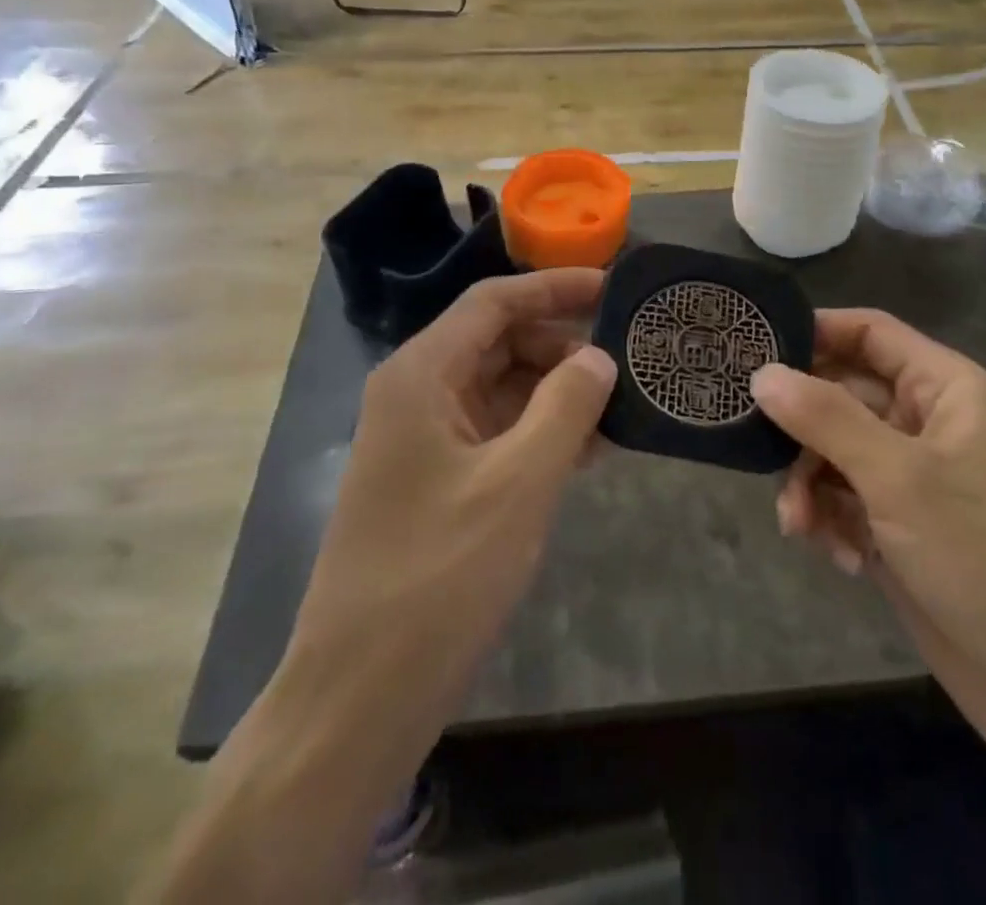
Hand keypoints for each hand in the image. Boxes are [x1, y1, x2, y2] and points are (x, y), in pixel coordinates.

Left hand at [289, 270, 616, 708]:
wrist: (359, 697)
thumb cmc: (438, 576)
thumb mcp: (518, 484)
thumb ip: (566, 407)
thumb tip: (598, 357)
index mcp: (421, 375)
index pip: (493, 302)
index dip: (553, 288)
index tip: (612, 288)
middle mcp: (417, 394)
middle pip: (498, 341)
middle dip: (561, 346)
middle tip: (626, 360)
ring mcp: (425, 440)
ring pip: (502, 389)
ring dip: (557, 393)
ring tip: (620, 405)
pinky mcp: (437, 482)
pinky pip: (498, 434)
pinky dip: (541, 433)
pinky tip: (592, 449)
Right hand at [752, 310, 985, 759]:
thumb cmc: (985, 557)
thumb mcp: (898, 478)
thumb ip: (825, 418)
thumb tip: (761, 373)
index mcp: (944, 389)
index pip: (870, 333)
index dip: (814, 332)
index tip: (753, 350)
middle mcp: (926, 422)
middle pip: (842, 393)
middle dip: (801, 426)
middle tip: (757, 447)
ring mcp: (913, 478)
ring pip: (833, 451)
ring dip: (809, 483)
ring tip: (800, 525)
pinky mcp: (900, 527)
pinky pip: (843, 500)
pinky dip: (829, 521)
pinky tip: (840, 558)